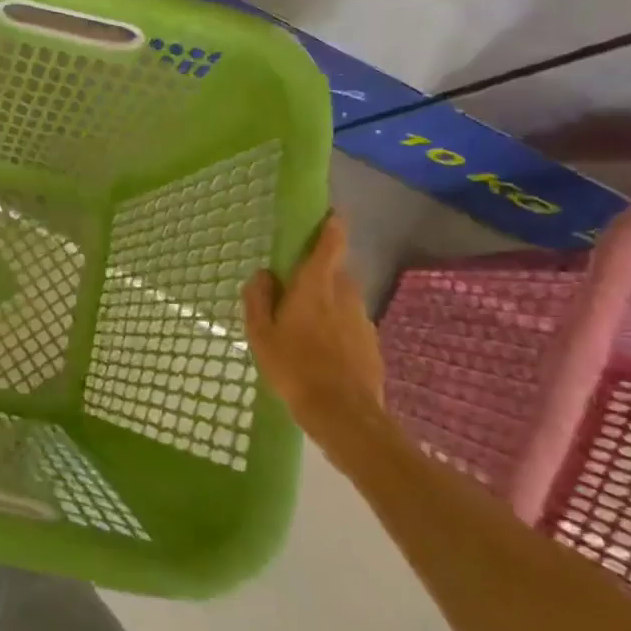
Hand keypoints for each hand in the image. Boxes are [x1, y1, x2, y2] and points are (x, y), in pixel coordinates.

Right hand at [242, 214, 385, 444]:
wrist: (344, 415)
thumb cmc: (294, 368)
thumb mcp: (261, 335)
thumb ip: (259, 299)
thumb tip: (264, 274)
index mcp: (315, 287)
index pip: (330, 245)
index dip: (331, 227)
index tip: (330, 214)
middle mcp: (344, 295)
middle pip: (336, 272)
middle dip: (320, 272)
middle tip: (296, 288)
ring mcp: (363, 320)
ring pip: (344, 299)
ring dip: (328, 302)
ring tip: (306, 326)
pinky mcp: (372, 344)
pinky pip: (351, 324)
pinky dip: (338, 327)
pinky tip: (323, 352)